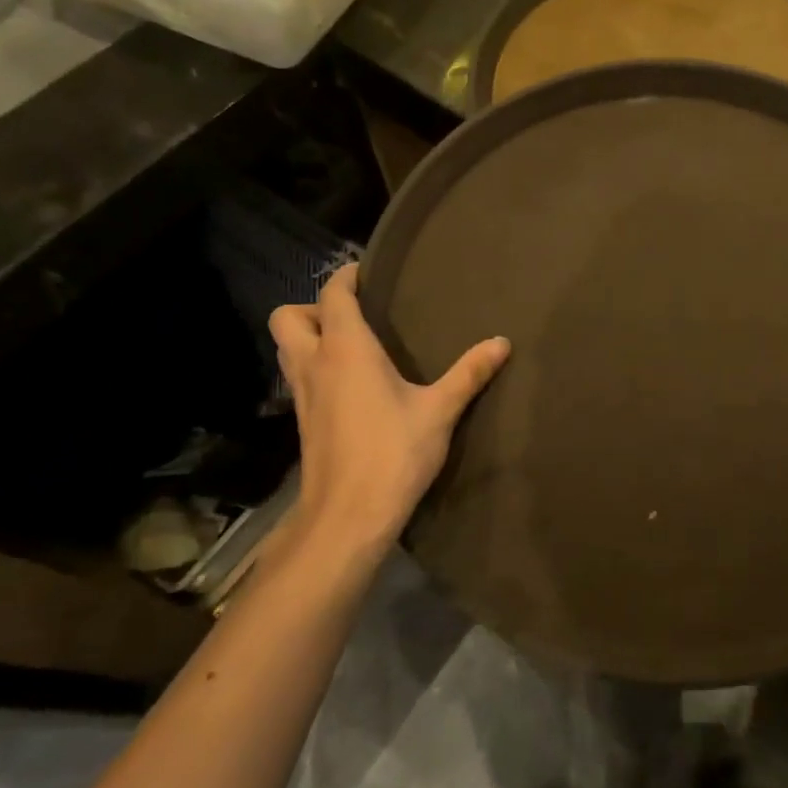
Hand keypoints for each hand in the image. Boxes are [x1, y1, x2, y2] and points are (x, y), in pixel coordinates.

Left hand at [268, 265, 509, 550]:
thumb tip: (502, 342)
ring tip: (349, 346)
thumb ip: (469, 373)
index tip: (366, 272)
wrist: (348, 515)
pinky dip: (313, 368)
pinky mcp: (303, 422)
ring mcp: (303, 395)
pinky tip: (348, 386)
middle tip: (352, 317)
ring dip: (307, 337)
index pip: (333, 295)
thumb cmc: (394, 453)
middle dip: (313, 307)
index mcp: (346, 350)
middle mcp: (315, 364)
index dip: (345, 277)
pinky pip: (298, 377)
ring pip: (286, 348)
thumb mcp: (440, 411)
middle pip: (288, 317)